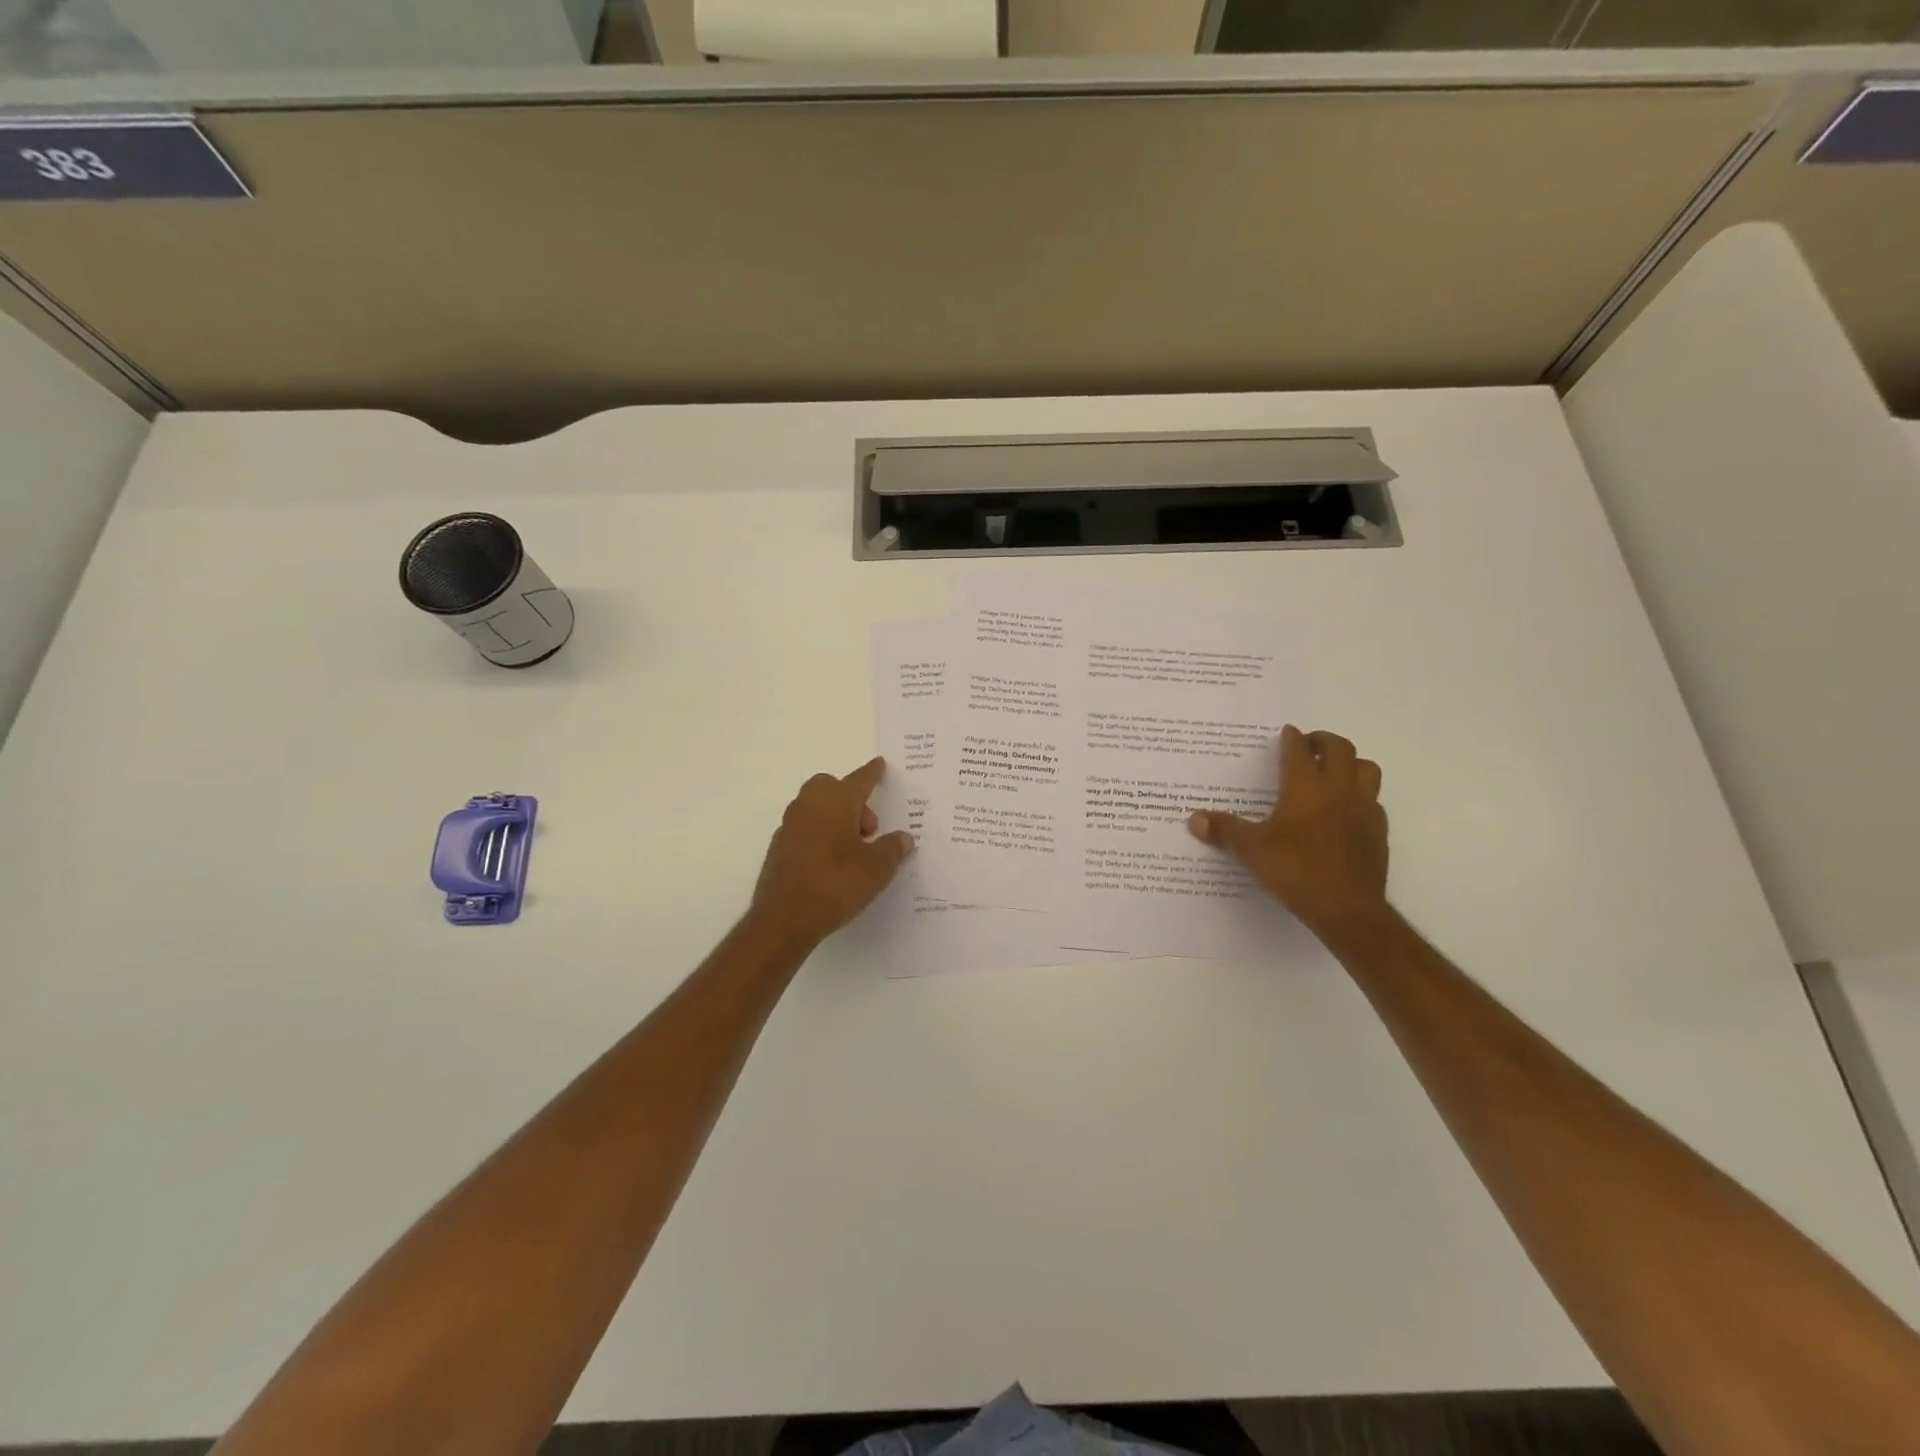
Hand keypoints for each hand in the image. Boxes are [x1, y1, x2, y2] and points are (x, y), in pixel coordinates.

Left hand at [751, 758, 915, 946]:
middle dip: (852, 800)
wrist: (784, 918)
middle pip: (832, 788)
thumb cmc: (836, 884)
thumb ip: (893, 849)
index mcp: (835, 802)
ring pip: (817, 809)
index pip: (859, 780)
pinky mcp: (779, 849)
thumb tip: (903, 838)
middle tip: (869, 829)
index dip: (873, 773)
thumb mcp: (878, 869)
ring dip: (836, 819)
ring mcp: (790, 827)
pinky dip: (821, 837)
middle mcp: (809, 806)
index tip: (880, 764)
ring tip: (855, 850)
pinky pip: (806, 831)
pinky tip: (833, 864)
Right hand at [1187, 725, 1388, 940]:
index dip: (1292, 738)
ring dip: (1350, 763)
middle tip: (1309, 745)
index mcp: (1306, 787)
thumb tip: (1194, 818)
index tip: (1286, 733)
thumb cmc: (1296, 870)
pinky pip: (1373, 802)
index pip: (1300, 749)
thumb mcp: (1251, 850)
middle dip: (1324, 741)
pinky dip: (1360, 797)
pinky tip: (1346, 811)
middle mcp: (1339, 790)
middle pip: (1341, 749)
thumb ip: (1224, 830)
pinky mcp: (1378, 833)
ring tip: (1333, 771)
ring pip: (1366, 770)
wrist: (1348, 909)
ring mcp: (1364, 810)